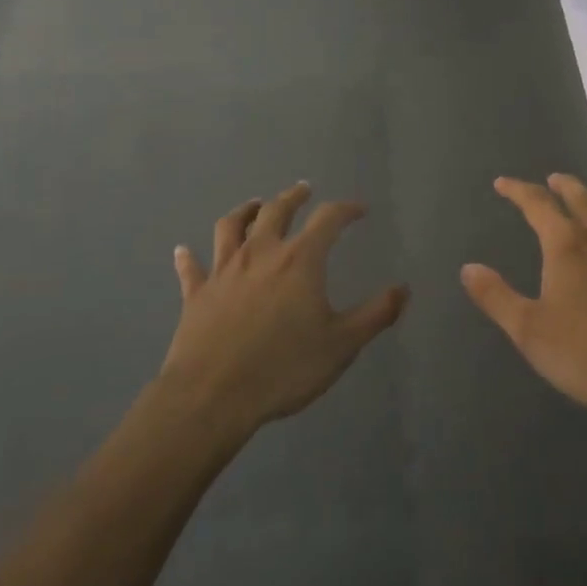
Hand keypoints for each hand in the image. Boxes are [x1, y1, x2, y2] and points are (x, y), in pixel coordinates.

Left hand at [160, 182, 407, 439]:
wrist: (213, 396)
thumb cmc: (283, 368)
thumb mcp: (342, 345)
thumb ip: (376, 314)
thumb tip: (403, 288)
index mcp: (300, 260)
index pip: (328, 219)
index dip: (345, 209)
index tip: (358, 209)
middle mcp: (261, 253)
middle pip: (276, 210)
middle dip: (293, 197)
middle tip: (303, 189)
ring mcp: (224, 270)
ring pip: (231, 226)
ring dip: (245, 211)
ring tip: (254, 205)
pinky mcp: (197, 293)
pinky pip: (192, 268)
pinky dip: (189, 257)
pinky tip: (183, 251)